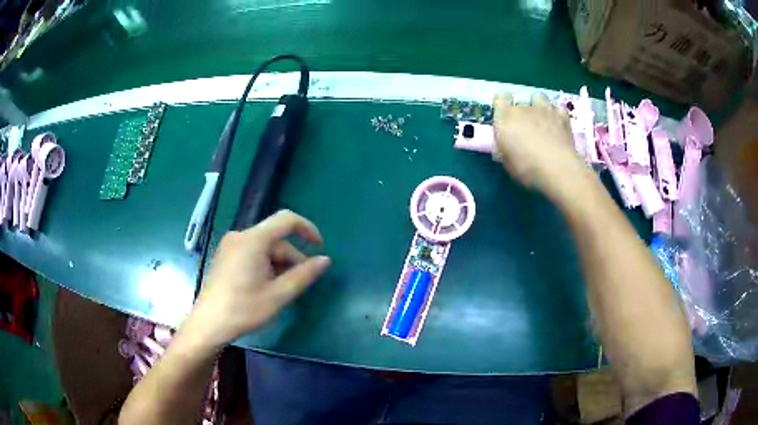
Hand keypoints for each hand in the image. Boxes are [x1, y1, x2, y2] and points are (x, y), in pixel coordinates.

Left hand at [185, 210, 330, 347]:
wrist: (209, 323)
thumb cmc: (244, 309)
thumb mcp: (279, 295)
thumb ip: (304, 275)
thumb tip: (325, 260)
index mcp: (253, 240)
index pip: (286, 220)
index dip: (307, 229)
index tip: (320, 247)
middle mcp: (240, 236)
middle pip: (275, 238)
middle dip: (292, 257)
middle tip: (300, 283)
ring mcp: (230, 245)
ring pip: (264, 247)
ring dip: (278, 264)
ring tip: (282, 289)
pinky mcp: (225, 255)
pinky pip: (252, 252)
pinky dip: (265, 264)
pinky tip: (266, 286)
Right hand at [493, 92, 593, 201]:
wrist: (558, 168)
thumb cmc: (526, 168)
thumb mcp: (507, 162)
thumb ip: (505, 148)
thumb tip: (506, 145)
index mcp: (505, 117)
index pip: (499, 98)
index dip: (502, 104)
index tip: (504, 115)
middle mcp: (523, 108)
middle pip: (519, 102)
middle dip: (521, 112)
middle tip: (524, 128)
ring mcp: (544, 109)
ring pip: (538, 97)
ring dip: (538, 105)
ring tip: (541, 119)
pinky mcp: (562, 116)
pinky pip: (557, 108)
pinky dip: (556, 114)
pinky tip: (557, 124)